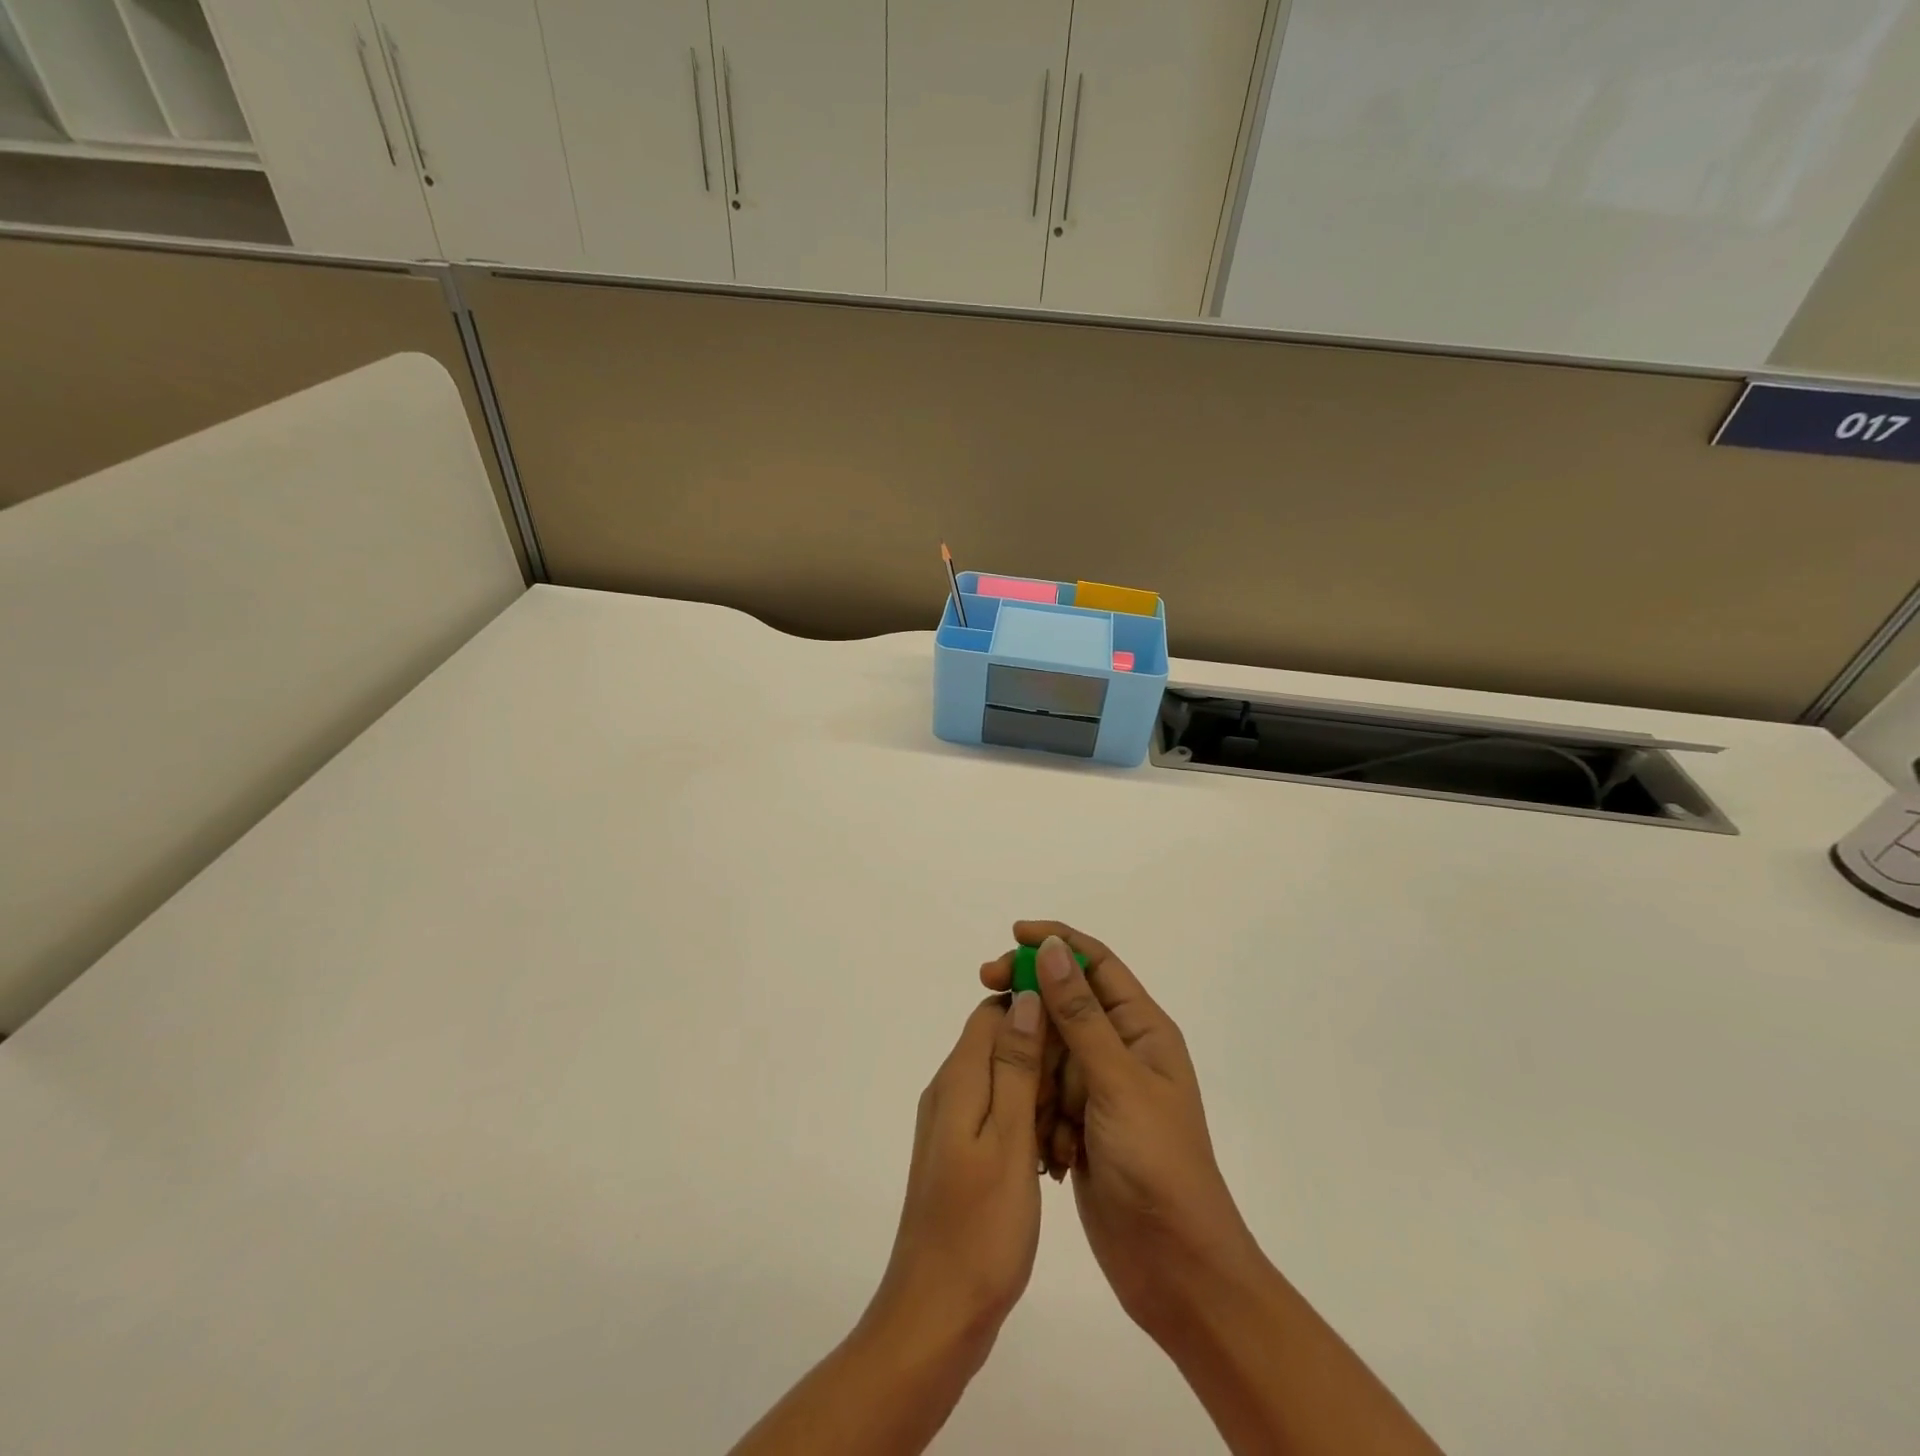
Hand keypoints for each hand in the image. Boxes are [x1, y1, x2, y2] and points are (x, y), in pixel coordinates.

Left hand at [859, 990, 1047, 1368]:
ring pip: (1002, 1079)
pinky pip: (998, 1114)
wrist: (936, 1315)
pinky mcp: (960, 1153)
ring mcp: (952, 1124)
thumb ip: (1015, 1067)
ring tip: (1070, 1125)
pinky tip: (1051, 1153)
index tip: (1075, 1031)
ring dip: (1037, 1090)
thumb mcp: (1008, 1140)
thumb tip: (1025, 998)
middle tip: (1077, 1090)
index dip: (1033, 1009)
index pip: (992, 1011)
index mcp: (957, 1079)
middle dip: (1041, 1053)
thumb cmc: (981, 1229)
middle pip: (998, 1042)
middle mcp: (948, 1091)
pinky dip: (1026, 1120)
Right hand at [982, 923, 1260, 1343]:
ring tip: (1025, 1094)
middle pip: (1065, 1004)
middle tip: (986, 990)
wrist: (1176, 1269)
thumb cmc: (1157, 1164)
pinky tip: (1039, 1138)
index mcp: (1142, 1030)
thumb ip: (1080, 1015)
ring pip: (1048, 1052)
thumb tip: (1052, 949)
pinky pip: (1044, 1094)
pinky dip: (1034, 1107)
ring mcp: (1099, 1090)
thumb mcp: (1117, 1081)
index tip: (1013, 936)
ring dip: (1031, 1067)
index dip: (1057, 942)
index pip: (1096, 964)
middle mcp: (1121, 1051)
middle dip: (1029, 1001)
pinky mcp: (1081, 1125)